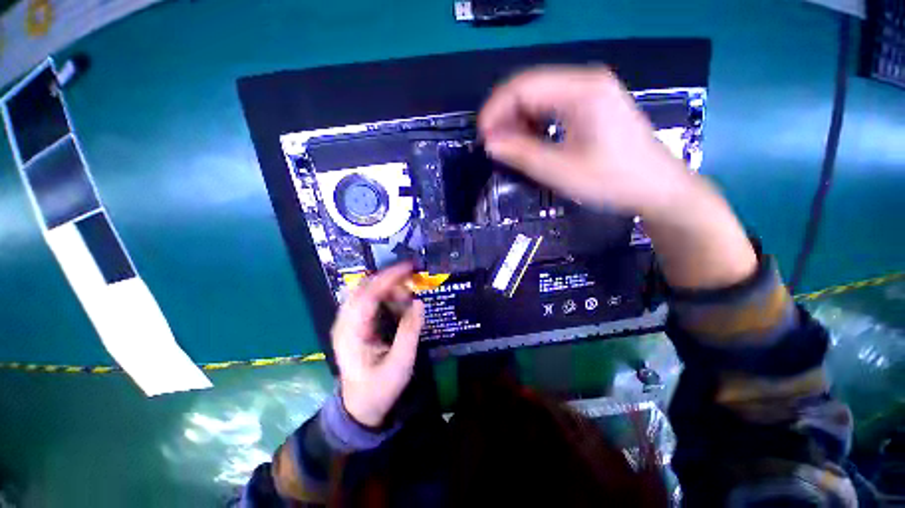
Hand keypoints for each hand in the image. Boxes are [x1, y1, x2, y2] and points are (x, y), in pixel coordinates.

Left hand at [331, 263, 424, 427]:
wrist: (360, 408)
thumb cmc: (379, 389)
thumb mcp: (400, 364)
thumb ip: (409, 332)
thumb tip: (419, 303)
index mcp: (351, 333)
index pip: (367, 295)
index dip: (388, 278)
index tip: (408, 268)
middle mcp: (344, 323)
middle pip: (363, 288)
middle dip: (389, 279)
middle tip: (412, 281)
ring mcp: (346, 323)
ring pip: (365, 291)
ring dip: (387, 287)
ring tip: (407, 296)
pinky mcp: (353, 324)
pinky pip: (367, 300)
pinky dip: (384, 295)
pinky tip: (397, 302)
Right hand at [480, 66, 756, 289]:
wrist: (658, 187)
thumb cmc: (612, 181)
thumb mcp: (560, 171)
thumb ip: (522, 155)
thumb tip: (491, 144)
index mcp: (581, 91)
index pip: (523, 87)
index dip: (496, 110)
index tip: (482, 138)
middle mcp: (586, 81)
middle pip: (531, 87)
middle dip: (505, 115)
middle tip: (494, 146)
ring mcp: (592, 91)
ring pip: (540, 95)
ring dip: (519, 120)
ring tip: (509, 147)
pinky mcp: (594, 104)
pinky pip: (553, 105)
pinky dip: (535, 122)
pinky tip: (531, 141)